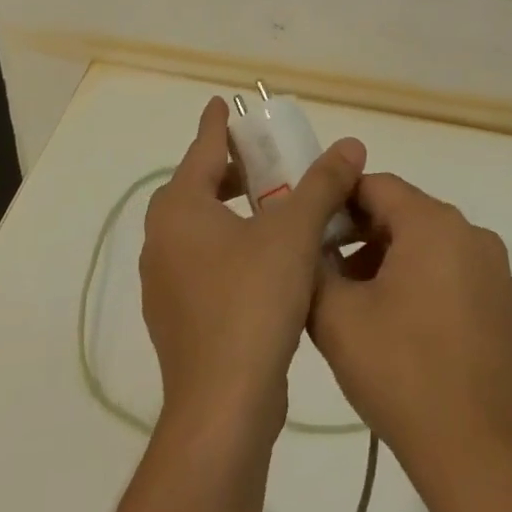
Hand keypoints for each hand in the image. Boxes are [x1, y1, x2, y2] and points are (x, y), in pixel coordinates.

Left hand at [140, 96, 365, 432]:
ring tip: (274, 208)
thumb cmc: (252, 303)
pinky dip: (230, 248)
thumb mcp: (294, 234)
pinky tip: (267, 262)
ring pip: (201, 229)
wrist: (222, 409)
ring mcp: (166, 284)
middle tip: (266, 162)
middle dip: (231, 171)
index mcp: (179, 210)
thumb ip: (321, 185)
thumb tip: (349, 144)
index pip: (200, 150)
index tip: (222, 103)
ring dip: (233, 212)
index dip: (216, 125)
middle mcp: (162, 240)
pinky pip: (204, 264)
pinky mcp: (179, 319)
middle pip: (197, 189)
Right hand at [308, 174, 511, 475]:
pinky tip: (395, 322)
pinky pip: (450, 268)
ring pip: (426, 241)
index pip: (376, 185)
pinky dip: (419, 278)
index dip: (337, 202)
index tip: (309, 232)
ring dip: (387, 257)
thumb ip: (313, 266)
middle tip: (325, 269)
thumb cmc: (402, 374)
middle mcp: (470, 232)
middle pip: (403, 211)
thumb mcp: (336, 316)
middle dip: (360, 233)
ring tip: (355, 301)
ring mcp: (492, 268)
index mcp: (433, 223)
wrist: (477, 456)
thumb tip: (308, 247)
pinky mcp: (502, 301)